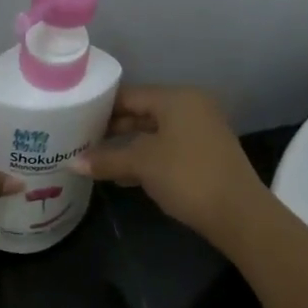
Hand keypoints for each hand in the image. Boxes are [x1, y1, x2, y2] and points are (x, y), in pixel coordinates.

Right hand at [71, 86, 269, 244]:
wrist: (236, 212)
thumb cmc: (186, 176)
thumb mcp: (142, 164)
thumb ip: (106, 160)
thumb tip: (71, 163)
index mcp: (177, 98)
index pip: (130, 94)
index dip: (101, 107)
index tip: (75, 120)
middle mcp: (191, 107)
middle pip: (142, 112)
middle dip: (112, 129)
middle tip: (80, 141)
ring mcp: (200, 131)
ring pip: (153, 133)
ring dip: (126, 146)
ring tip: (94, 159)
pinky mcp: (203, 154)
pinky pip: (166, 148)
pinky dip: (144, 158)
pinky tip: (122, 175)